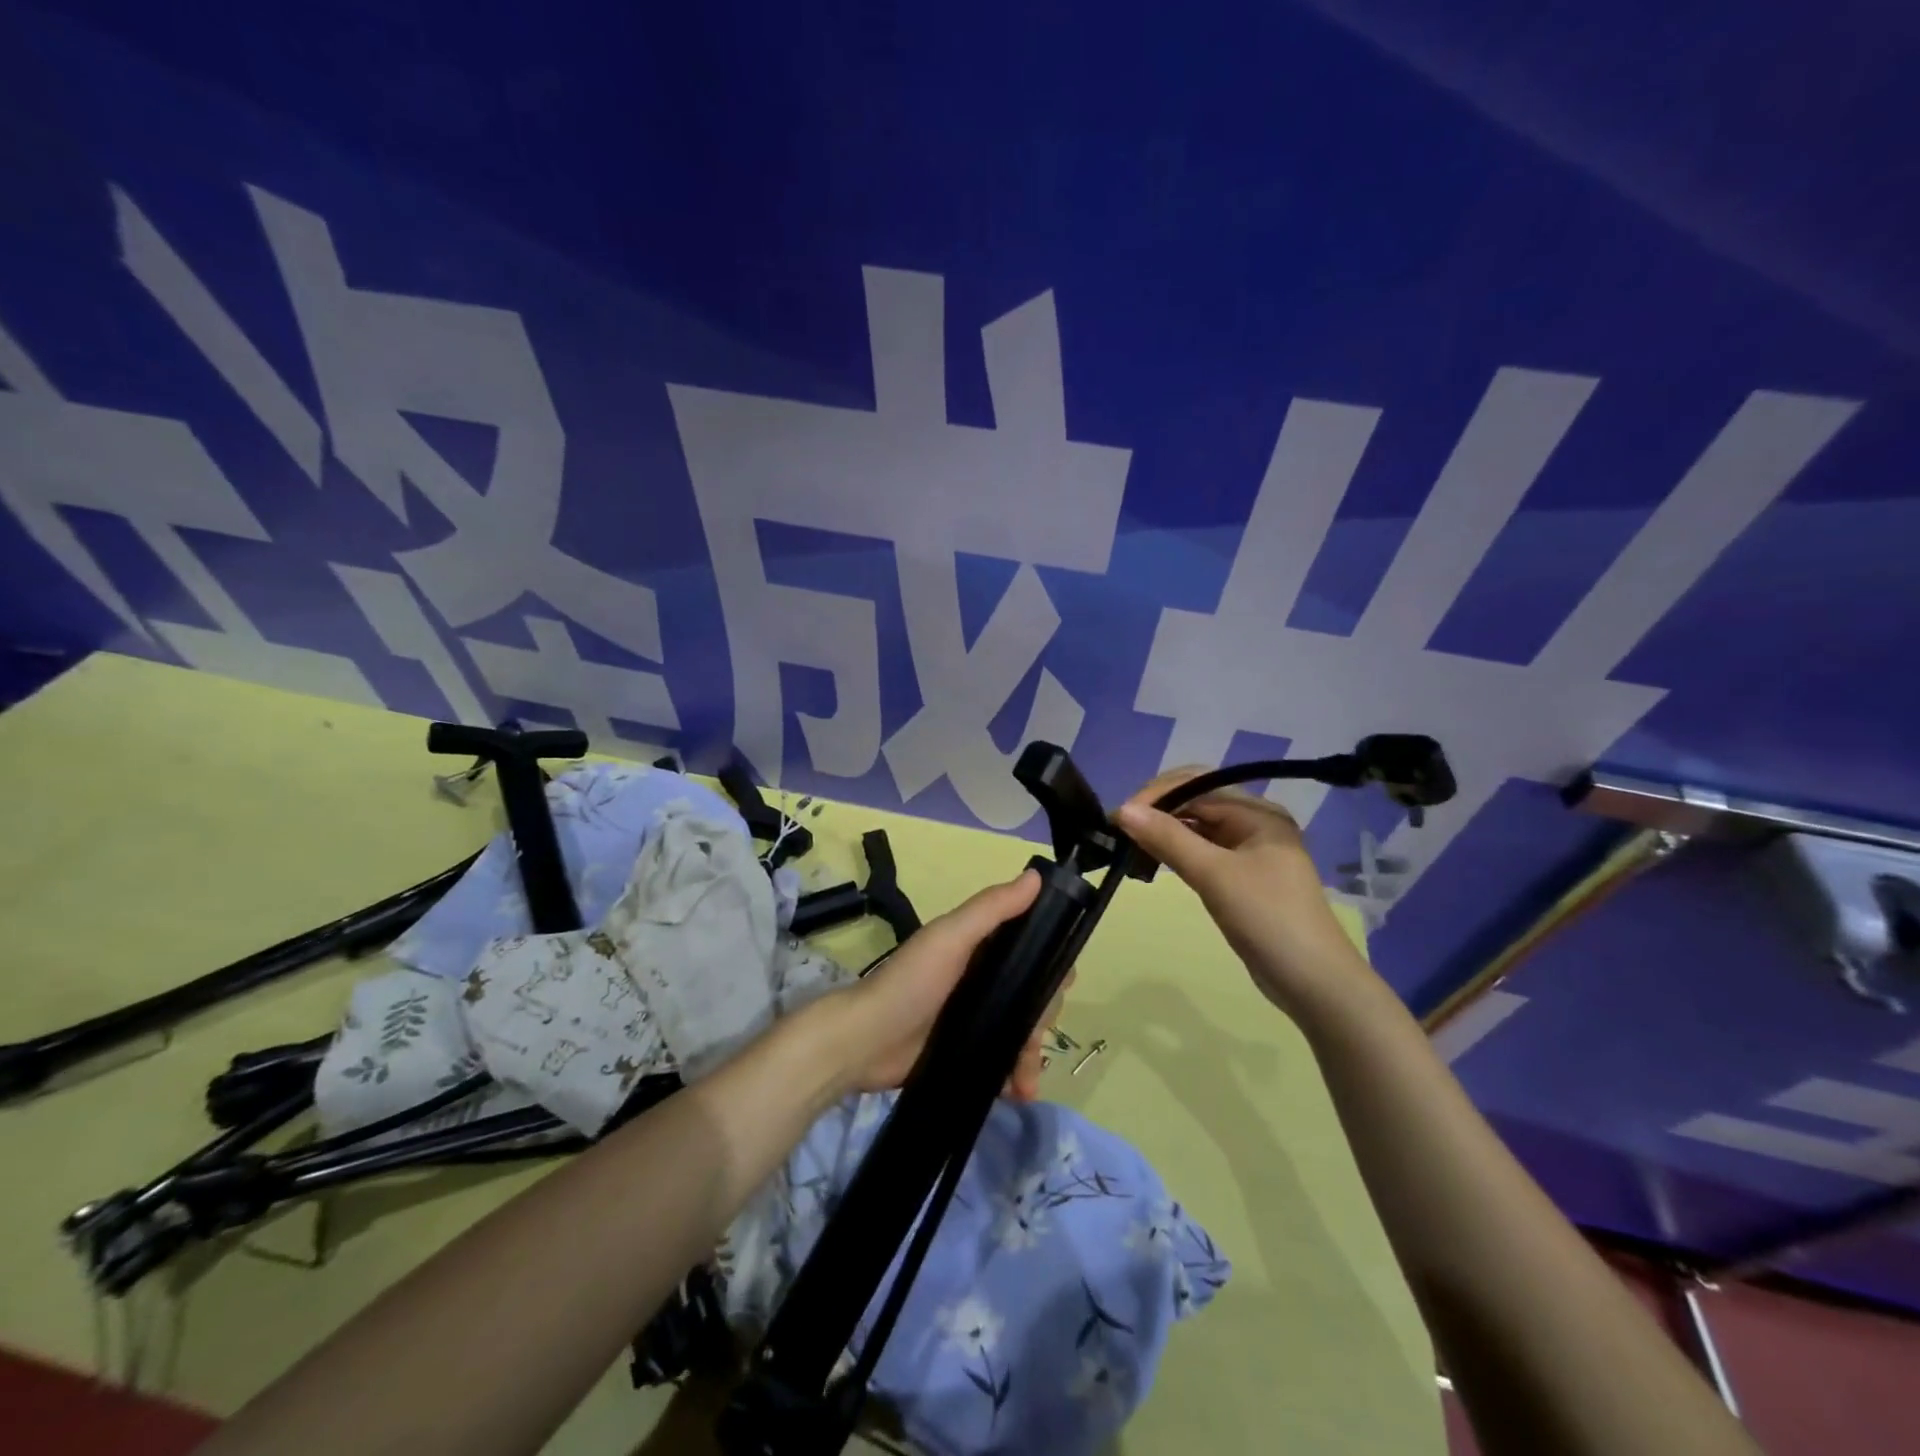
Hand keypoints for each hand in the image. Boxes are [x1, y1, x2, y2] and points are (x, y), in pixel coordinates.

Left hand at [823, 868, 1067, 1098]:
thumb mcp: (950, 938)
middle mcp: (984, 980)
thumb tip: (1037, 876)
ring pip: (1023, 1033)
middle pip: (1034, 995)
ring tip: (1027, 1083)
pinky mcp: (968, 1054)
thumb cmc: (910, 982)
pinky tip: (1016, 1091)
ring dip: (1032, 1057)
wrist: (864, 1042)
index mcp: (982, 947)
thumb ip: (992, 909)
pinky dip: (1016, 1077)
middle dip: (1042, 1019)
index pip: (1034, 949)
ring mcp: (976, 1019)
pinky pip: (1005, 1064)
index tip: (1061, 981)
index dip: (1052, 962)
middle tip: (1033, 1037)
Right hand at [1114, 769, 1378, 1017]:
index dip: (1155, 795)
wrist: (1314, 984)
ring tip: (1129, 845)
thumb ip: (1168, 839)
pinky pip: (1202, 850)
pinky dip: (1177, 851)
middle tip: (1119, 831)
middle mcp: (1255, 823)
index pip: (1197, 784)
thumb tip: (1122, 809)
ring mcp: (1250, 851)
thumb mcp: (1214, 875)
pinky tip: (1154, 861)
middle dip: (1157, 810)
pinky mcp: (1242, 876)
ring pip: (1197, 827)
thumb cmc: (1268, 920)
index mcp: (1258, 813)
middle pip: (1196, 801)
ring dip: (1164, 831)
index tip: (1119, 817)